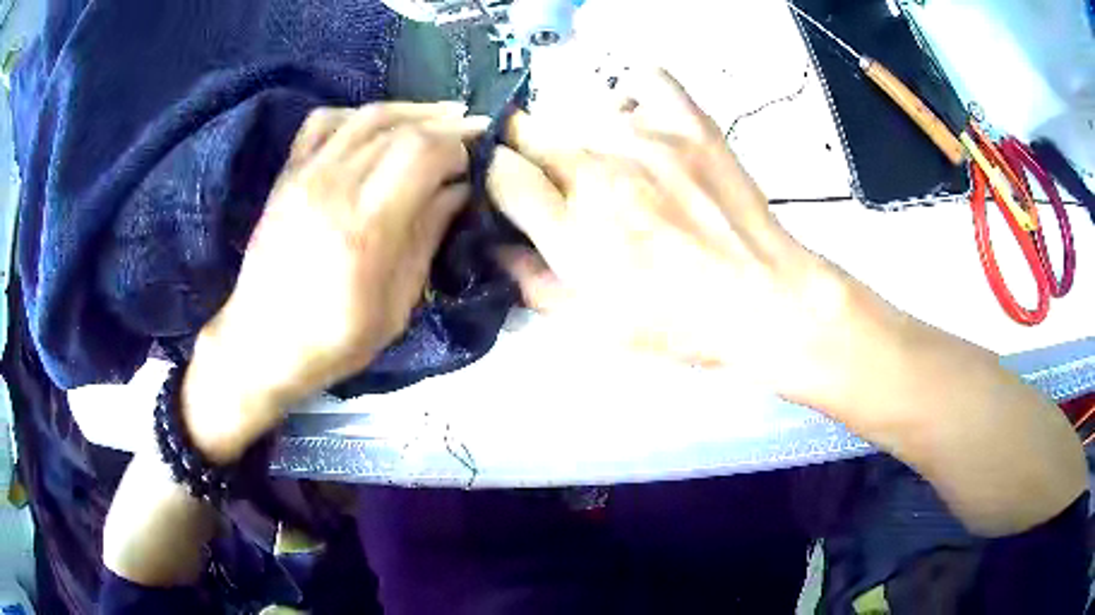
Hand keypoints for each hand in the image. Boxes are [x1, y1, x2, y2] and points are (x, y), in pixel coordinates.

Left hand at [182, 102, 486, 462]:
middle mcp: (335, 186)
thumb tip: (458, 190)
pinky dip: (358, 114)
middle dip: (446, 125)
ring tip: (441, 116)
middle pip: (402, 129)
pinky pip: (323, 122)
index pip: (425, 152)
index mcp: (367, 227)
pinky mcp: (288, 175)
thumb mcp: (396, 306)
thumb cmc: (334, 339)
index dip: (460, 146)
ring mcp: (306, 175)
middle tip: (472, 132)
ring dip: (411, 110)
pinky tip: (378, 126)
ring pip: (367, 115)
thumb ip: (427, 238)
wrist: (262, 343)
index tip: (478, 158)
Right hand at [488, 71, 855, 402]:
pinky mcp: (689, 123)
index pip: (500, 172)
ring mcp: (646, 140)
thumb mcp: (594, 325)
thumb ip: (534, 284)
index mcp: (571, 230)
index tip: (512, 189)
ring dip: (582, 135)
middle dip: (530, 155)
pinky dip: (632, 94)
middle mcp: (599, 174)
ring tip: (612, 164)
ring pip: (580, 110)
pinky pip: (645, 78)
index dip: (497, 179)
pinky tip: (638, 121)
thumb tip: (498, 250)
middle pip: (530, 133)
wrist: (764, 299)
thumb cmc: (681, 323)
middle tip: (559, 182)